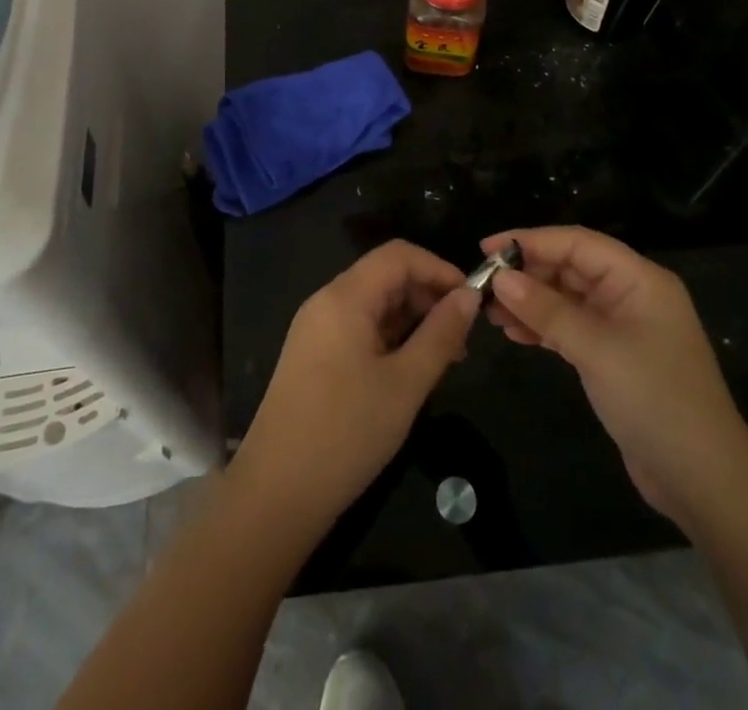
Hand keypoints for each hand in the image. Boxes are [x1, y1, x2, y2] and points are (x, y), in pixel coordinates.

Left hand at [230, 240, 479, 536]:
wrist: (276, 492)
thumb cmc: (347, 433)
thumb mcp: (406, 384)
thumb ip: (441, 334)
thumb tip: (469, 297)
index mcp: (345, 296)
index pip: (399, 255)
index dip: (439, 268)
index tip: (472, 300)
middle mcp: (326, 301)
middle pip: (385, 275)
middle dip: (427, 295)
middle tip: (462, 337)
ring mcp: (315, 328)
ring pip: (373, 303)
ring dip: (411, 319)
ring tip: (444, 358)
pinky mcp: (312, 354)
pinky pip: (358, 326)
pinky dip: (389, 336)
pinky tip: (409, 369)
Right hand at [484, 226, 747, 533]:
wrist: (704, 482)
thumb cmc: (655, 401)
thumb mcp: (597, 350)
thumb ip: (547, 310)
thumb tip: (501, 278)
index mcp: (638, 279)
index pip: (577, 243)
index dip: (531, 240)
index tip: (487, 248)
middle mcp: (631, 294)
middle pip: (570, 267)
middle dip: (527, 274)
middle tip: (483, 286)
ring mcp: (623, 327)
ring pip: (567, 298)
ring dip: (530, 302)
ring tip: (490, 312)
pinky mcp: (614, 357)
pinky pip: (571, 327)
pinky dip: (543, 327)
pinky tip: (514, 334)